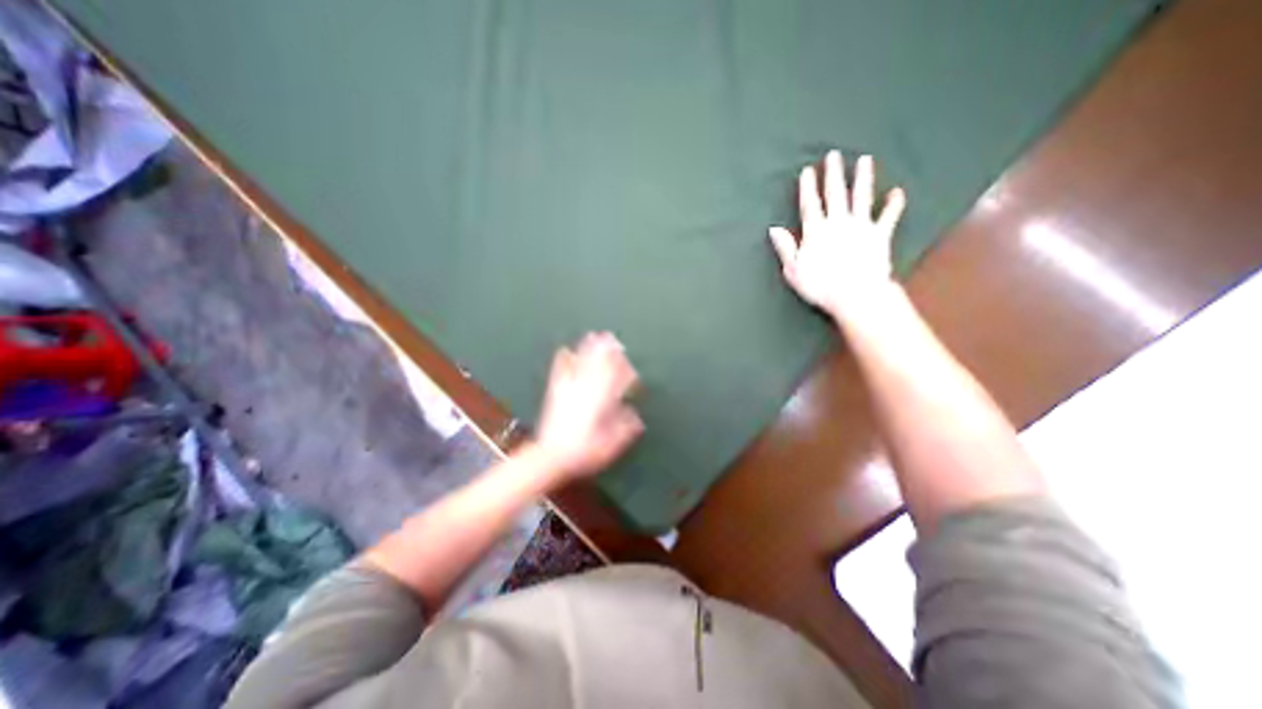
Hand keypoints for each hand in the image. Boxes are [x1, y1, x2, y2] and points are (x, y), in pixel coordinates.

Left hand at [534, 332, 644, 481]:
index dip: (624, 370)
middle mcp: (587, 392)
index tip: (630, 363)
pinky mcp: (557, 394)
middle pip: (599, 366)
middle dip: (607, 352)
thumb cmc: (585, 452)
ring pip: (582, 365)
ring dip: (588, 350)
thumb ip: (626, 429)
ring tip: (593, 335)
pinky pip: (560, 372)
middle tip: (612, 337)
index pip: (616, 380)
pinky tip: (564, 350)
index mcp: (602, 403)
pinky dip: (564, 360)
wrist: (552, 456)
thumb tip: (636, 418)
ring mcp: (570, 391)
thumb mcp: (612, 445)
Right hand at [771, 152, 906, 322]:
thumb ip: (785, 247)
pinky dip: (893, 204)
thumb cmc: (819, 286)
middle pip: (835, 194)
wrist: (855, 295)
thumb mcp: (793, 270)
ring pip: (861, 197)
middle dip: (834, 173)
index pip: (810, 204)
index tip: (807, 170)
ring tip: (865, 160)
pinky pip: (888, 216)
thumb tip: (773, 229)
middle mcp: (838, 223)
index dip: (808, 187)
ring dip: (863, 178)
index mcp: (815, 231)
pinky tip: (897, 192)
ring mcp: (861, 226)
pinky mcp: (880, 235)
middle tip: (834, 155)